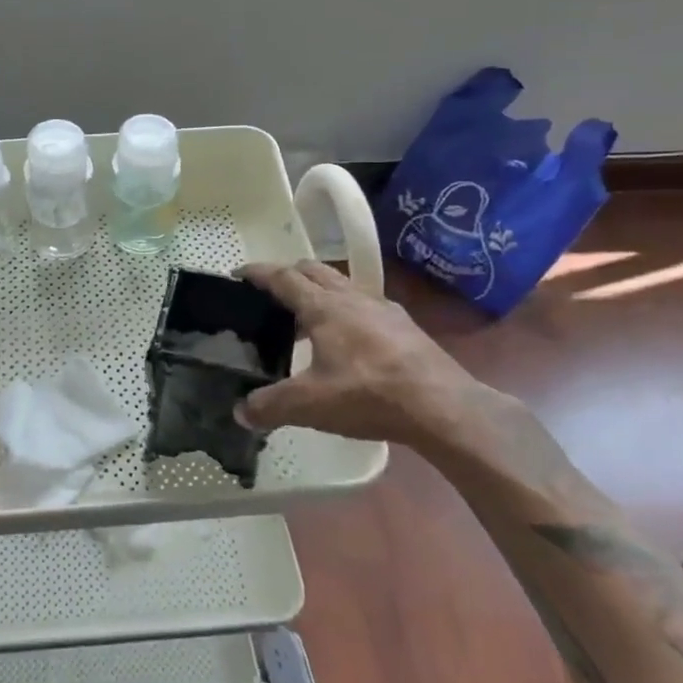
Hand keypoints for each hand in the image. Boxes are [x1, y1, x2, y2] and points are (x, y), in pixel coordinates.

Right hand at [237, 261, 513, 449]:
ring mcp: (382, 308)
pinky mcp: (405, 325)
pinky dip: (345, 310)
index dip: (258, 273)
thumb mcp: (310, 405)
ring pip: (342, 285)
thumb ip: (270, 406)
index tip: (238, 273)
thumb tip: (240, 412)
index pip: (283, 277)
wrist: (443, 407)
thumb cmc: (369, 396)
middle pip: (313, 270)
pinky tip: (348, 341)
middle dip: (288, 275)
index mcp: (323, 306)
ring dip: (319, 292)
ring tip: (306, 321)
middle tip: (270, 294)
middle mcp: (352, 297)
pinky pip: (365, 304)